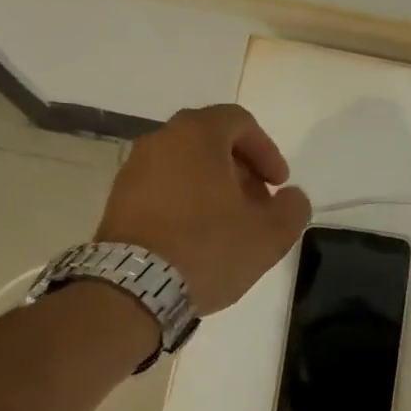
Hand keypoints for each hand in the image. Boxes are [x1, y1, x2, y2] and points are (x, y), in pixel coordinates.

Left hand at [96, 105, 310, 314]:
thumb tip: (290, 197)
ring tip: (230, 224)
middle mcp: (160, 141)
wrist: (133, 288)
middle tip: (258, 203)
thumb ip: (293, 208)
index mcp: (197, 135)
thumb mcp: (270, 234)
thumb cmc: (207, 248)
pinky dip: (186, 202)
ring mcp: (133, 171)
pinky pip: (162, 188)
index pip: (239, 121)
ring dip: (213, 187)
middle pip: (210, 141)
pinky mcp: (118, 201)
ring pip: (184, 165)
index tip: (279, 185)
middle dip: (241, 169)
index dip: (267, 150)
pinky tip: (198, 238)